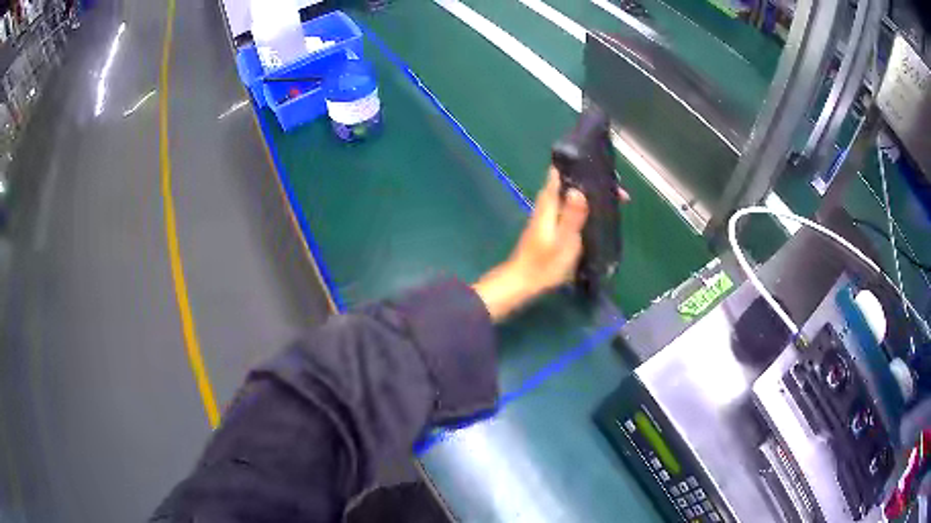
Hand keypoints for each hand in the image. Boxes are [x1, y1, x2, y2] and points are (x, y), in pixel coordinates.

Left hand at [472, 167, 628, 321]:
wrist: (522, 282)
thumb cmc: (544, 264)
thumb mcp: (563, 241)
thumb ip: (571, 216)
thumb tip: (579, 190)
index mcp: (549, 203)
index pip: (559, 172)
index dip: (580, 166)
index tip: (603, 169)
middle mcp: (547, 204)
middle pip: (569, 182)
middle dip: (591, 181)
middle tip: (617, 190)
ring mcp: (548, 215)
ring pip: (570, 195)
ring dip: (590, 194)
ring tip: (612, 199)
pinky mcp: (550, 226)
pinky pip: (570, 207)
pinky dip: (584, 206)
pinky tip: (596, 215)